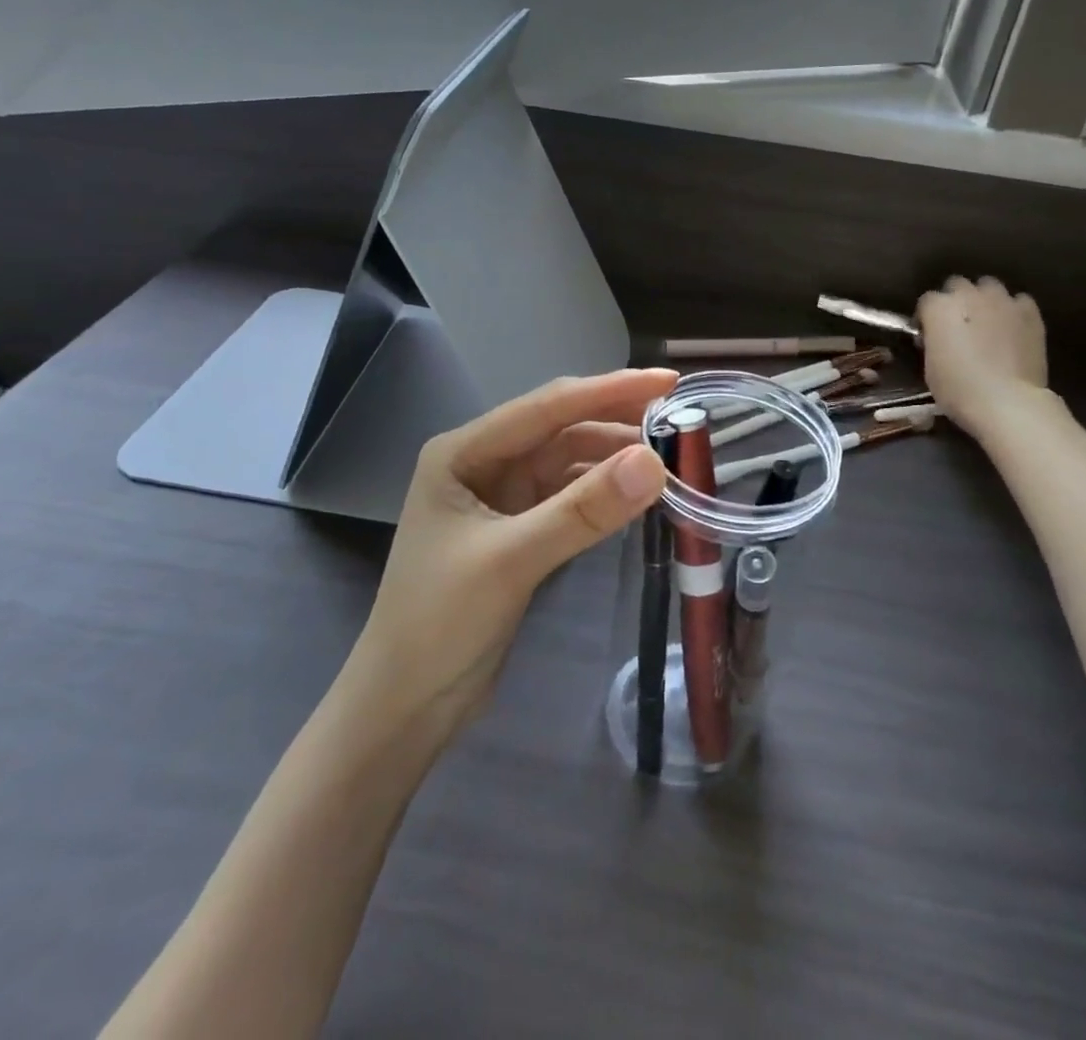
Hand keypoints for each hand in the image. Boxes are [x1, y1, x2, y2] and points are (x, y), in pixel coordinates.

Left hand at [347, 368, 677, 741]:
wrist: (405, 706)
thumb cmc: (439, 624)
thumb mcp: (511, 560)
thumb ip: (583, 510)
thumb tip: (654, 462)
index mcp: (463, 451)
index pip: (547, 406)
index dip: (610, 389)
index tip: (669, 380)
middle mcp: (482, 461)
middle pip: (561, 427)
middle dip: (617, 419)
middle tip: (680, 418)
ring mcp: (501, 496)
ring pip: (569, 460)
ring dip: (615, 457)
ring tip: (670, 456)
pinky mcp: (518, 529)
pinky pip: (570, 495)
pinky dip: (604, 491)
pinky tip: (638, 492)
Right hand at [917, 276, 1049, 440]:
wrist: (1007, 402)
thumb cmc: (959, 390)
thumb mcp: (930, 367)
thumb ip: (933, 342)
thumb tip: (938, 337)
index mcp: (939, 308)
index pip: (927, 301)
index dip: (927, 318)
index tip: (929, 336)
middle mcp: (969, 295)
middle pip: (957, 285)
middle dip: (955, 301)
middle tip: (958, 326)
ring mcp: (1002, 301)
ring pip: (989, 287)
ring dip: (984, 300)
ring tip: (987, 322)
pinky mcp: (1029, 312)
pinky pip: (1019, 301)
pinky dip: (1013, 311)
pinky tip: (1013, 328)